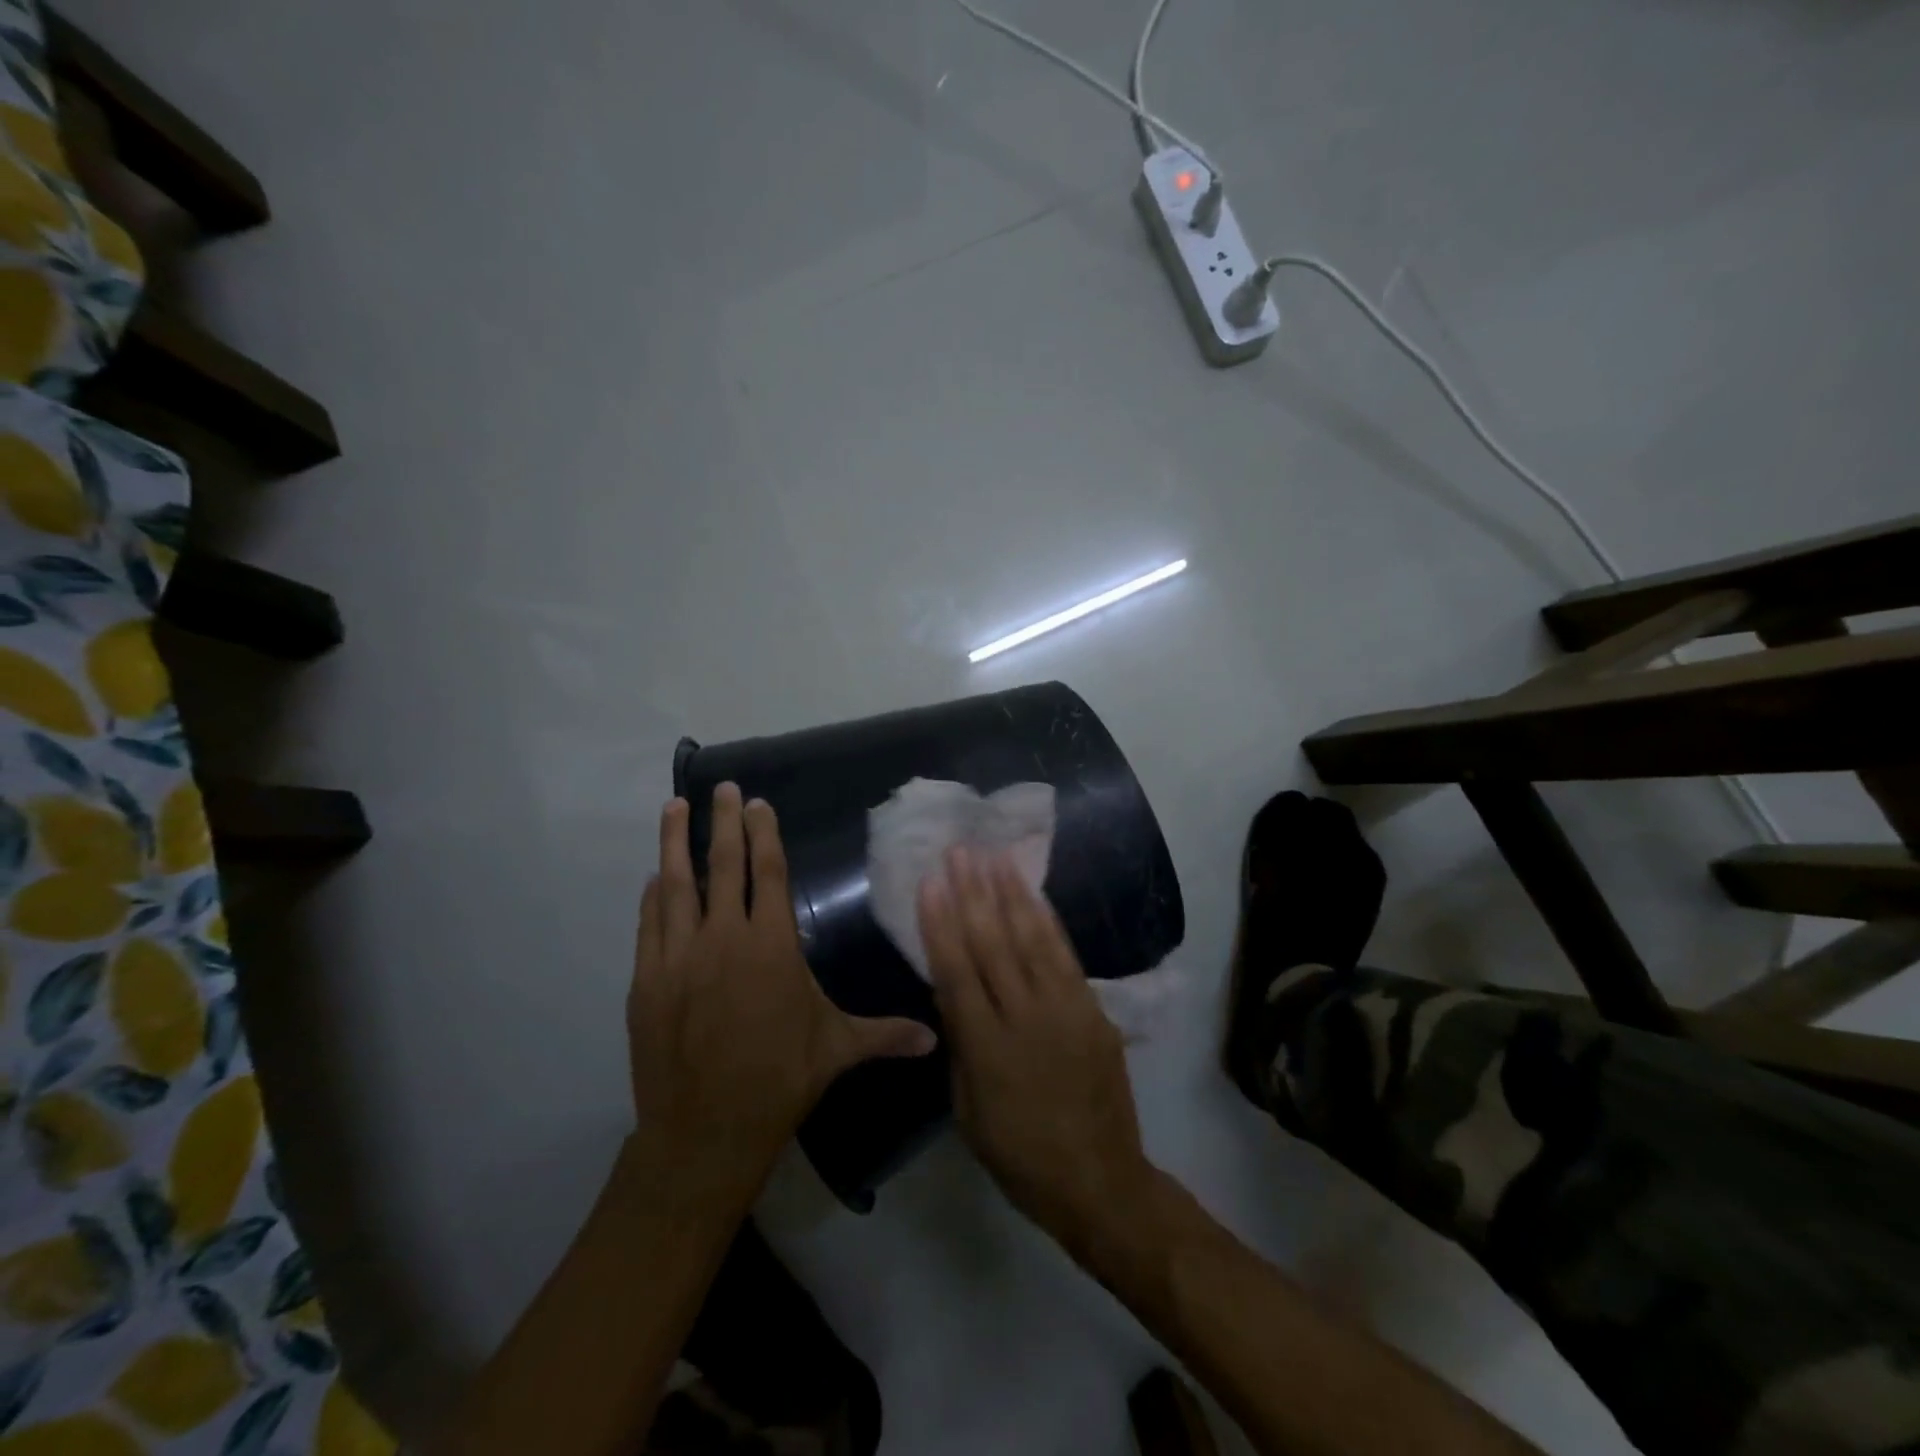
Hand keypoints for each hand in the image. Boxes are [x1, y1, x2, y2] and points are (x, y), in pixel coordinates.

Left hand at [629, 785, 936, 1210]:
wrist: (705, 1131)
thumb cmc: (779, 1079)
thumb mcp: (837, 1049)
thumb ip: (884, 1034)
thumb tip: (935, 1039)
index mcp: (771, 945)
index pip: (768, 873)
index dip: (764, 834)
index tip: (757, 803)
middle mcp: (723, 938)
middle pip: (724, 866)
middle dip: (724, 823)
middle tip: (721, 788)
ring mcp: (679, 957)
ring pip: (677, 886)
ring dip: (677, 844)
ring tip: (675, 808)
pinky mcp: (648, 981)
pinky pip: (650, 925)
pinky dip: (653, 897)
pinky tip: (655, 878)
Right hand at [918, 848, 1156, 1251]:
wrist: (1098, 1179)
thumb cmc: (1019, 1154)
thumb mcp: (968, 1110)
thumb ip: (961, 1045)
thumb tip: (951, 992)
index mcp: (986, 1048)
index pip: (956, 971)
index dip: (941, 923)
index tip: (931, 882)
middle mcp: (1025, 1017)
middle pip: (993, 943)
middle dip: (973, 892)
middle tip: (961, 850)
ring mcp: (1065, 1009)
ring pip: (1031, 939)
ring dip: (1010, 893)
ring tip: (994, 855)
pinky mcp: (1093, 1009)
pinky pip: (1066, 956)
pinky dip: (1048, 920)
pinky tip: (1033, 893)